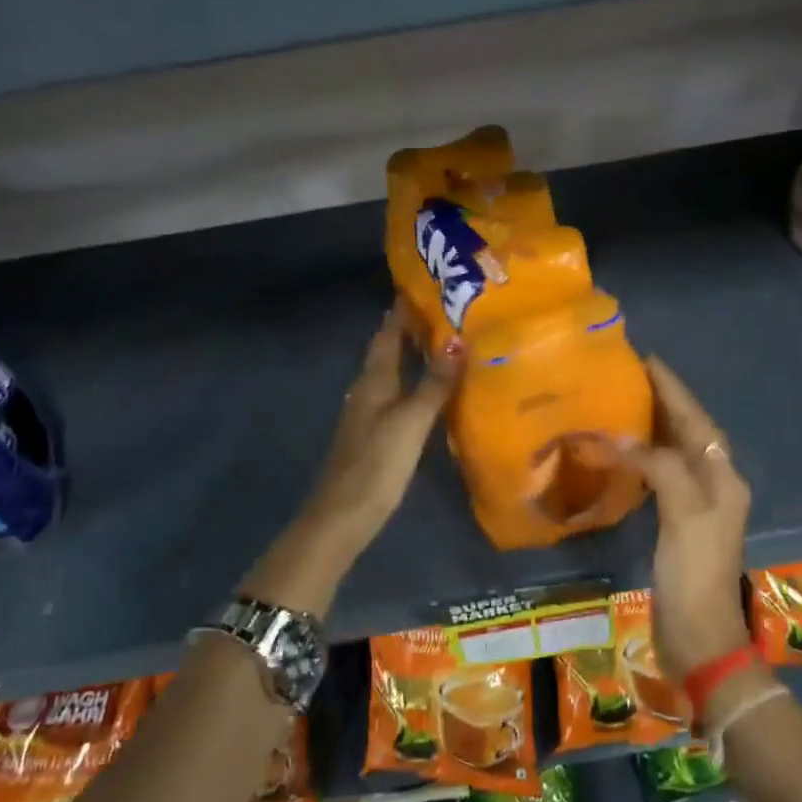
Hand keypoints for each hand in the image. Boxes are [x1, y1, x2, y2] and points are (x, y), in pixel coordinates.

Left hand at [298, 302, 459, 549]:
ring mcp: (367, 413)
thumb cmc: (377, 463)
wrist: (343, 515)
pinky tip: (428, 390)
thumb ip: (435, 383)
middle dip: (409, 329)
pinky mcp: (373, 434)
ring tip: (442, 343)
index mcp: (374, 380)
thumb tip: (458, 341)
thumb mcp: (411, 421)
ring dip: (411, 355)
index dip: (402, 311)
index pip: (387, 334)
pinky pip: (394, 395)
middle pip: (387, 351)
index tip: (423, 287)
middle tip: (443, 311)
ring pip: (390, 373)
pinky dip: (411, 382)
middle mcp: (367, 390)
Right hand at [623, 356, 752, 683]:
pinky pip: (660, 473)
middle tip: (628, 375)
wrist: (699, 634)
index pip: (697, 420)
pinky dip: (642, 455)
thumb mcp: (683, 513)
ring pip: (674, 450)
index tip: (647, 360)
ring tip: (621, 401)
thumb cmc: (695, 571)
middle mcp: (714, 483)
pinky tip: (622, 450)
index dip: (673, 389)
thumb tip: (622, 438)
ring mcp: (696, 504)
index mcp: (722, 476)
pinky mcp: (677, 521)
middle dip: (662, 401)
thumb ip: (659, 467)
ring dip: (652, 425)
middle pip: (688, 431)